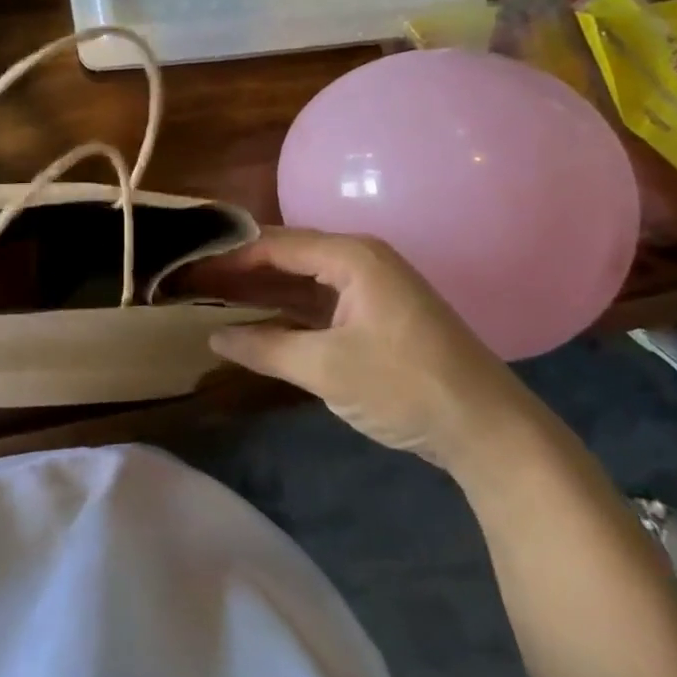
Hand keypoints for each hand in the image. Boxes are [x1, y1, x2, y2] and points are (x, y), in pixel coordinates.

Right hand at [197, 228, 536, 470]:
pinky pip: (316, 303)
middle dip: (237, 270)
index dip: (228, 254)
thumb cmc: (406, 387)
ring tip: (206, 294)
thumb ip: (265, 348)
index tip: (186, 264)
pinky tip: (251, 319)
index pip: (274, 243)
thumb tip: (214, 338)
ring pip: (299, 281)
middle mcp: (358, 261)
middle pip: (285, 257)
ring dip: (258, 290)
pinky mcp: (373, 317)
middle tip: (188, 279)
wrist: (491, 432)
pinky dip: (283, 311)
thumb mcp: (327, 368)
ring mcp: (368, 289)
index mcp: (351, 257)